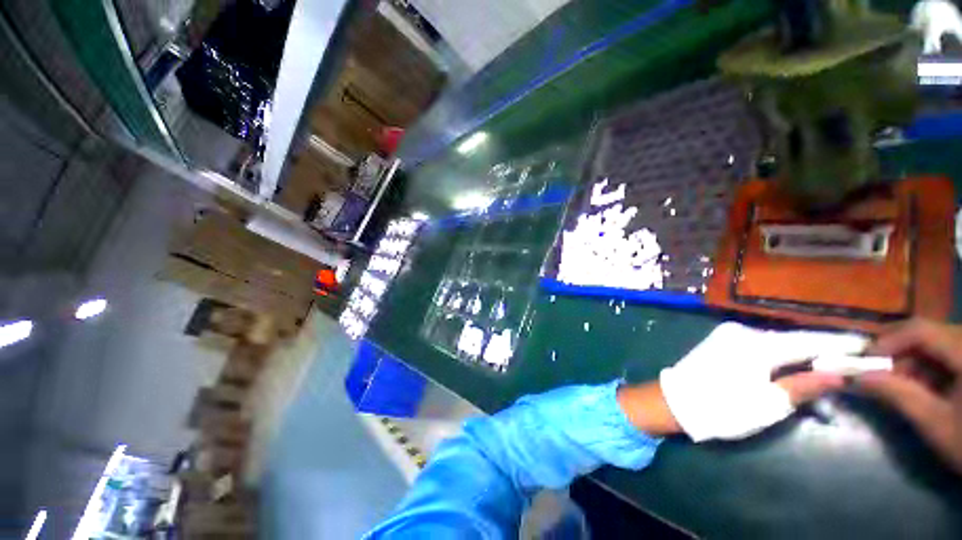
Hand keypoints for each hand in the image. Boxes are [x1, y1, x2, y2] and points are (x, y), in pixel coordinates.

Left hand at [657, 322, 864, 441]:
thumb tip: (838, 374)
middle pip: (792, 339)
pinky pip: (759, 343)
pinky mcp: (719, 340)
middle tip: (853, 356)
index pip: (809, 341)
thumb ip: (804, 386)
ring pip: (776, 341)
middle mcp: (742, 331)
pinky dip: (780, 352)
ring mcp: (727, 333)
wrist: (673, 401)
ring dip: (800, 352)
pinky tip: (795, 361)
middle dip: (822, 349)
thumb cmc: (722, 408)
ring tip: (830, 360)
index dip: (839, 344)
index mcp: (757, 344)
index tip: (867, 344)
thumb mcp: (769, 404)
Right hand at [857, 319, 961, 471]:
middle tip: (875, 371)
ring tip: (899, 383)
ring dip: (910, 359)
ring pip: (934, 340)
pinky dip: (927, 365)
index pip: (919, 330)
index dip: (886, 341)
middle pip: (926, 331)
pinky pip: (946, 350)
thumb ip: (897, 395)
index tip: (863, 361)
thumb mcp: (933, 422)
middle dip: (896, 350)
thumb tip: (854, 377)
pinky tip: (923, 384)